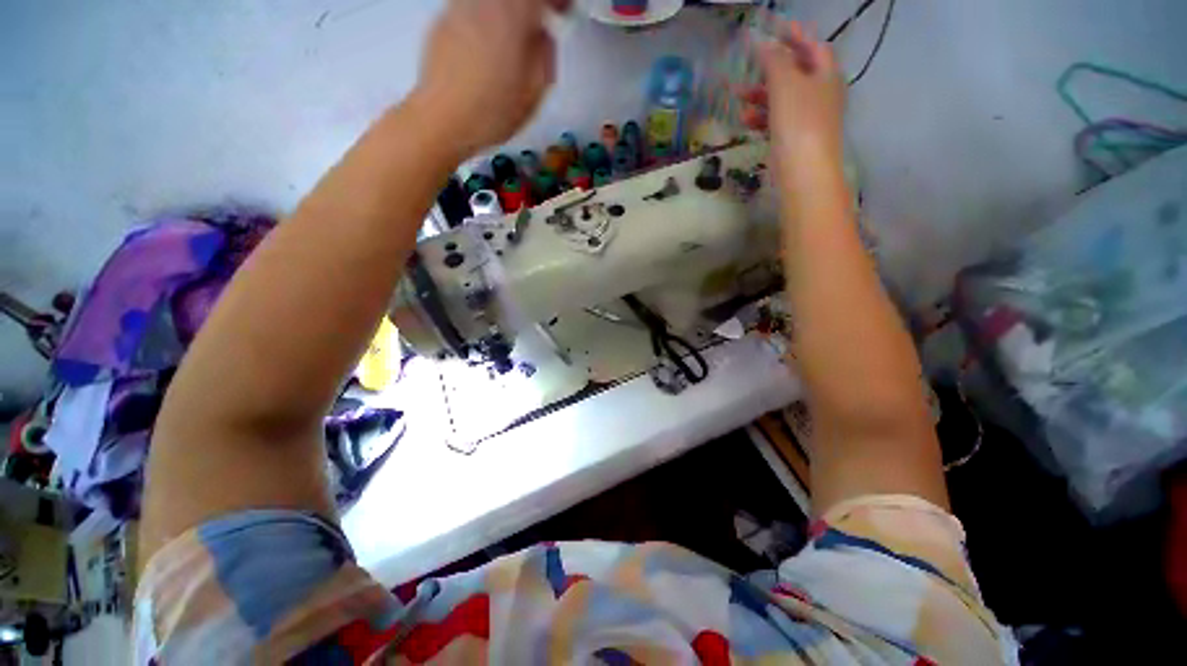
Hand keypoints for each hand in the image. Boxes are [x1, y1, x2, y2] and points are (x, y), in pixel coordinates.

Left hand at [414, 0, 568, 155]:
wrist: (443, 119)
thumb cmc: (493, 112)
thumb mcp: (535, 91)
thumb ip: (545, 55)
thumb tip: (544, 35)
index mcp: (513, 15)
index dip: (558, 1)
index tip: (564, 12)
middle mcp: (486, 1)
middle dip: (533, 4)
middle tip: (542, 18)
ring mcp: (460, 6)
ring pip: (494, 0)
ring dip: (511, 10)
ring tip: (517, 32)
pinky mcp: (444, 19)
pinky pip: (474, 6)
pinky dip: (490, 15)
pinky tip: (491, 40)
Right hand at [740, 21, 845, 175]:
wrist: (804, 171)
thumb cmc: (799, 122)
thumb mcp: (785, 84)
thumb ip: (774, 60)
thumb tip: (763, 44)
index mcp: (826, 74)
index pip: (812, 46)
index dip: (793, 35)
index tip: (772, 29)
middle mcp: (820, 93)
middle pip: (795, 72)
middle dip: (769, 69)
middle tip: (748, 66)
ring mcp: (808, 117)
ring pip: (782, 98)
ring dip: (760, 95)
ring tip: (738, 96)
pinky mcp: (794, 138)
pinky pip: (777, 120)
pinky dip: (762, 117)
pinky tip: (745, 121)